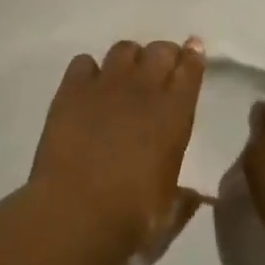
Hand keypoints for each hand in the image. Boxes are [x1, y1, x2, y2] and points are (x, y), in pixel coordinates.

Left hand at [29, 39, 206, 261]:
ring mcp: (105, 85)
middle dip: (164, 54)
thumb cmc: (132, 215)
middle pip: (159, 51)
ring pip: (123, 49)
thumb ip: (183, 197)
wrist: (77, 210)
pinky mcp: (71, 90)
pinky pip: (83, 62)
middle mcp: (143, 90)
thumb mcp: (168, 209)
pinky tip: (88, 86)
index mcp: (174, 114)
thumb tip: (194, 196)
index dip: (193, 57)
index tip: (193, 49)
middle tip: (160, 67)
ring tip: (125, 75)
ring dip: (130, 58)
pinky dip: (89, 70)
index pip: (190, 70)